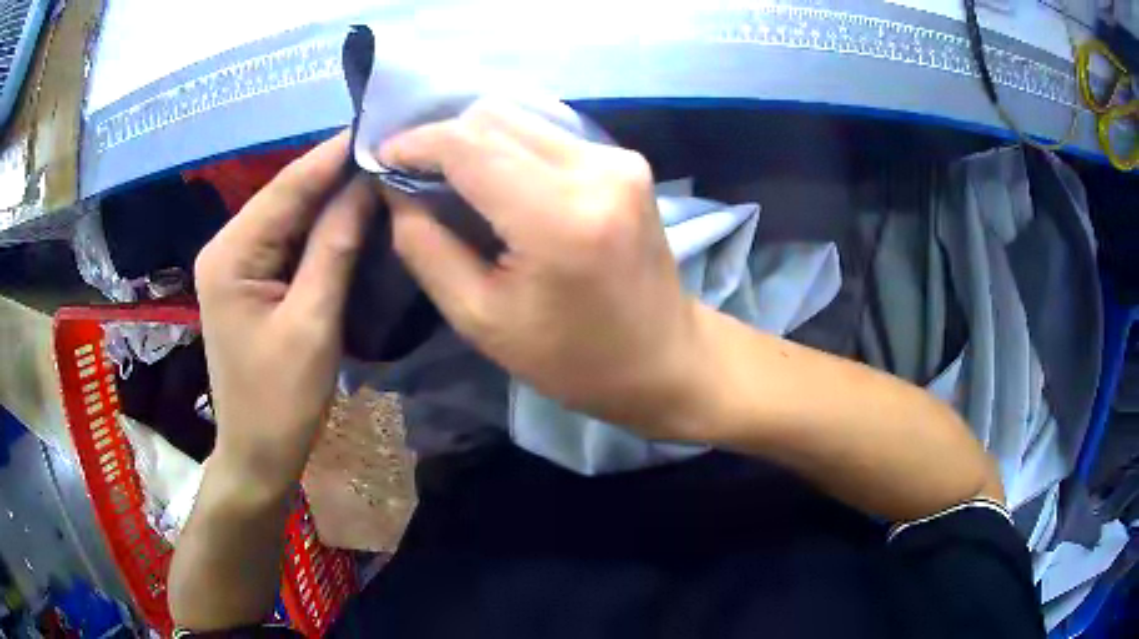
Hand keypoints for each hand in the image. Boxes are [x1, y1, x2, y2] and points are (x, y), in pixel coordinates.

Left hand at [194, 133, 375, 493]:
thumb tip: (367, 184)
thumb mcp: (313, 322)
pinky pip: (289, 241)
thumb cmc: (281, 400)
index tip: (382, 124)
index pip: (289, 186)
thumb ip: (335, 246)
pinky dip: (322, 227)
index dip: (335, 154)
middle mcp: (228, 245)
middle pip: (288, 195)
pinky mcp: (250, 279)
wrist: (258, 453)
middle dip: (336, 172)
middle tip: (392, 146)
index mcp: (232, 252)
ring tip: (383, 169)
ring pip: (291, 216)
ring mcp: (237, 262)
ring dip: (332, 197)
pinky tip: (355, 212)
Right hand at [380, 102, 698, 436]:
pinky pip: (548, 134)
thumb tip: (396, 191)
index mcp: (558, 217)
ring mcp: (618, 159)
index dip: (416, 143)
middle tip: (411, 173)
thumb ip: (426, 248)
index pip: (468, 145)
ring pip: (521, 119)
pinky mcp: (626, 161)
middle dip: (441, 138)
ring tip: (448, 176)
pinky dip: (510, 148)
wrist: (664, 357)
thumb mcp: (480, 319)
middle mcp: (595, 169)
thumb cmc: (572, 359)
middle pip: (493, 118)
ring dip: (475, 140)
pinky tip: (496, 180)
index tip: (382, 158)